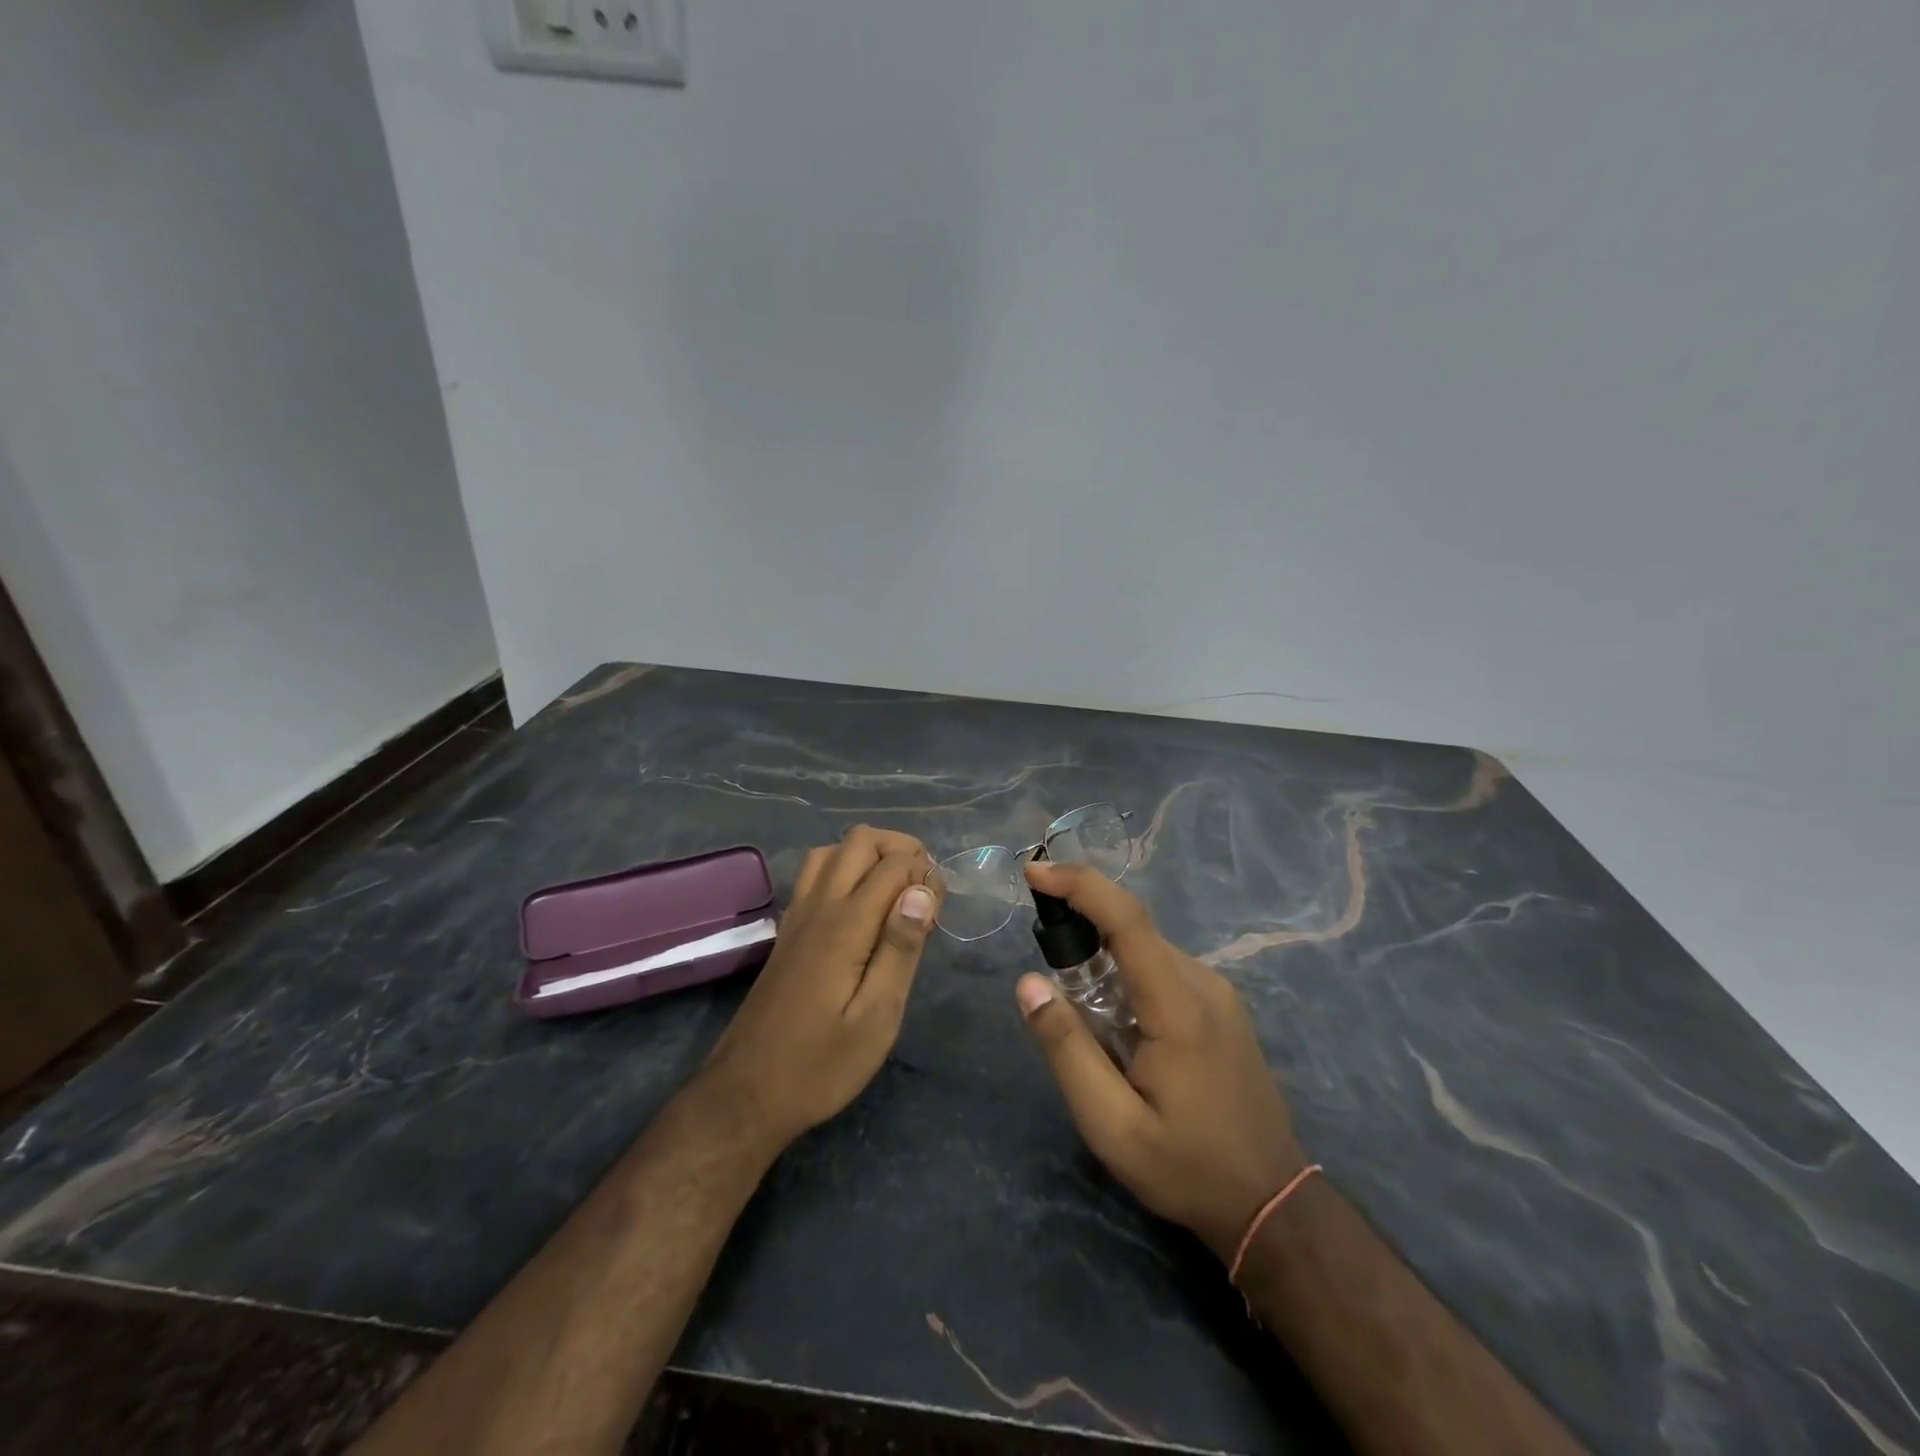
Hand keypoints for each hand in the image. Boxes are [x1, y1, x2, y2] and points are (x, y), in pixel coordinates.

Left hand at [697, 827, 942, 1152]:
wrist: (746, 1093)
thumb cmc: (821, 1064)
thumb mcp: (877, 1017)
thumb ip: (901, 948)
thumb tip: (921, 890)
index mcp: (846, 925)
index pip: (894, 864)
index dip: (926, 873)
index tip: (941, 908)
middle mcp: (819, 906)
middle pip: (860, 840)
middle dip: (901, 849)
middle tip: (924, 891)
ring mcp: (798, 916)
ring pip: (833, 850)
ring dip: (869, 856)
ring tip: (895, 893)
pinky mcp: (788, 931)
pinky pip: (815, 874)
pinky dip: (845, 869)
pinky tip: (861, 907)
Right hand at [1016, 861, 1308, 1261]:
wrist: (1271, 1203)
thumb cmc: (1187, 1167)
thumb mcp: (1111, 1124)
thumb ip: (1067, 1049)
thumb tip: (1028, 984)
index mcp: (1179, 1005)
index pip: (1126, 919)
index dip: (1079, 885)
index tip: (1034, 871)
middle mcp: (1203, 983)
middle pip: (1132, 931)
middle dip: (1081, 930)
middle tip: (1047, 975)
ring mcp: (1218, 993)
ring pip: (1146, 950)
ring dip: (1103, 961)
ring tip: (1082, 1018)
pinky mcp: (1220, 1006)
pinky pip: (1162, 969)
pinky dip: (1126, 977)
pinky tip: (1117, 1028)